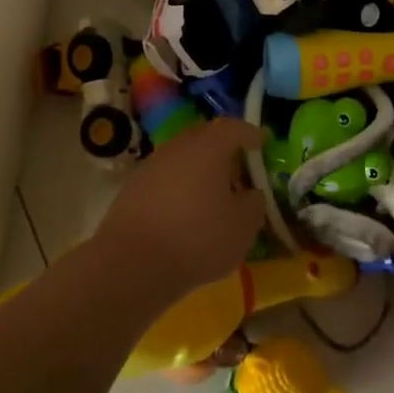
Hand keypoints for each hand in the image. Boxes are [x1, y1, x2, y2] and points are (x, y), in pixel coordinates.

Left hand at [95, 119, 265, 301]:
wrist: (131, 264)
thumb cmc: (197, 238)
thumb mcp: (243, 226)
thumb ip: (254, 204)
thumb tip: (250, 194)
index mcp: (209, 147)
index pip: (234, 127)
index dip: (251, 134)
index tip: (262, 143)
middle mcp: (178, 146)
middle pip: (205, 138)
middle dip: (224, 149)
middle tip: (239, 168)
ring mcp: (151, 165)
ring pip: (183, 158)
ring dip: (199, 170)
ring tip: (213, 194)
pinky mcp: (132, 189)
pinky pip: (165, 178)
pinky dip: (179, 188)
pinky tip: (185, 212)